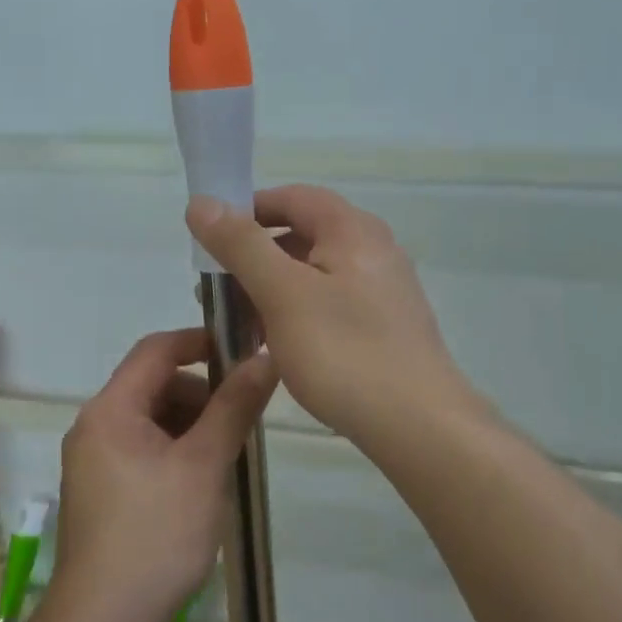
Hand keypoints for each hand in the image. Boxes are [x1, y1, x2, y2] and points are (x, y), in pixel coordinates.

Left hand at [54, 328, 277, 621]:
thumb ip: (234, 406)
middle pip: (154, 386)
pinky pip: (143, 452)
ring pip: (152, 422)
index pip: (156, 349)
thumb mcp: (205, 464)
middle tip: (243, 420)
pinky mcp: (102, 494)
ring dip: (192, 426)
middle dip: (202, 394)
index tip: (244, 351)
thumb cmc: (157, 534)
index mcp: (111, 410)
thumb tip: (264, 358)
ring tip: (228, 458)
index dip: (200, 342)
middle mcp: (94, 428)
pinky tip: (203, 485)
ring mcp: (94, 464)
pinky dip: (176, 454)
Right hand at [185, 185, 478, 451]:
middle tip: (217, 291)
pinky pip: (331, 303)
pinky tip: (278, 346)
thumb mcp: (283, 294)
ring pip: (315, 274)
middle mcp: (374, 249)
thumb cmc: (345, 352)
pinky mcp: (385, 325)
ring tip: (240, 324)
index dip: (248, 210)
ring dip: (273, 289)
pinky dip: (298, 313)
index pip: (293, 197)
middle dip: (255, 257)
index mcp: (353, 229)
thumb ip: (242, 246)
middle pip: (304, 234)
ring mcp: (383, 289)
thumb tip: (202, 202)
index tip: (210, 240)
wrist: (419, 424)